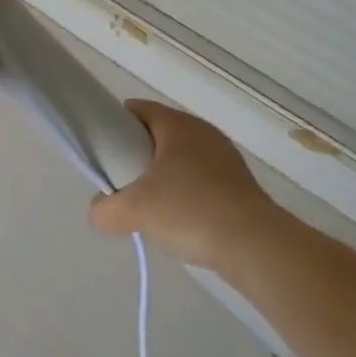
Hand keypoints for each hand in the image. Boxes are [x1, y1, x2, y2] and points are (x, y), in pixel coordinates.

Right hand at [90, 101, 278, 268]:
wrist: (256, 246)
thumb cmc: (190, 211)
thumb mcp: (134, 211)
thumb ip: (105, 209)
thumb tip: (99, 212)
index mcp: (178, 125)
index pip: (137, 110)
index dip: (115, 126)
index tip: (105, 153)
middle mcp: (203, 132)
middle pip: (157, 135)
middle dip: (137, 156)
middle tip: (123, 183)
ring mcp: (225, 158)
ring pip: (180, 159)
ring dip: (162, 177)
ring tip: (150, 207)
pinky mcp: (239, 184)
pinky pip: (201, 180)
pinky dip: (185, 193)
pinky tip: (180, 220)